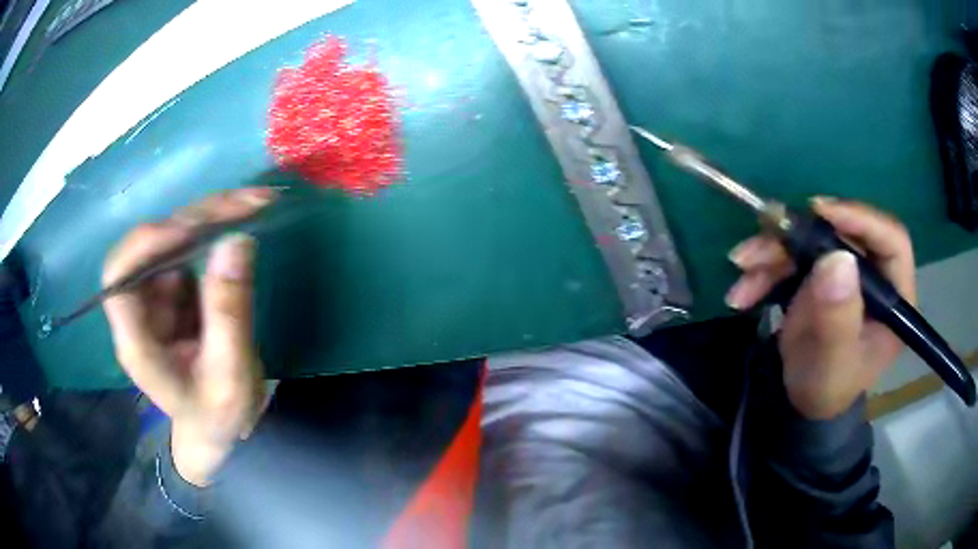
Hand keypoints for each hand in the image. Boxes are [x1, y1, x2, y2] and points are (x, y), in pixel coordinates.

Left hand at [103, 188, 275, 484]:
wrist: (216, 426)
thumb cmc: (219, 414)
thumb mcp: (231, 377)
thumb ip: (230, 313)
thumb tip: (236, 239)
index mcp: (137, 343)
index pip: (118, 280)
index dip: (145, 245)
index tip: (188, 231)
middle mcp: (139, 309)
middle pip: (148, 246)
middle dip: (193, 219)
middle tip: (245, 204)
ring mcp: (155, 294)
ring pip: (169, 236)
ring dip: (208, 215)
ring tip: (252, 204)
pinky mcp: (174, 286)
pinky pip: (188, 243)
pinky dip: (214, 225)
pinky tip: (242, 217)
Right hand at [726, 198, 915, 418]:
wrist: (801, 400)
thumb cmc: (826, 387)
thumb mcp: (833, 362)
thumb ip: (838, 318)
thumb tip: (837, 258)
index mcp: (894, 296)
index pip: (891, 240)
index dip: (861, 218)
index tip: (822, 213)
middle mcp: (873, 275)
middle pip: (844, 232)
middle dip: (801, 235)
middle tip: (766, 236)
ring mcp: (845, 271)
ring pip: (812, 239)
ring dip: (773, 251)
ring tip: (742, 268)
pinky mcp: (821, 272)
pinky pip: (792, 256)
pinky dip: (764, 268)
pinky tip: (742, 290)